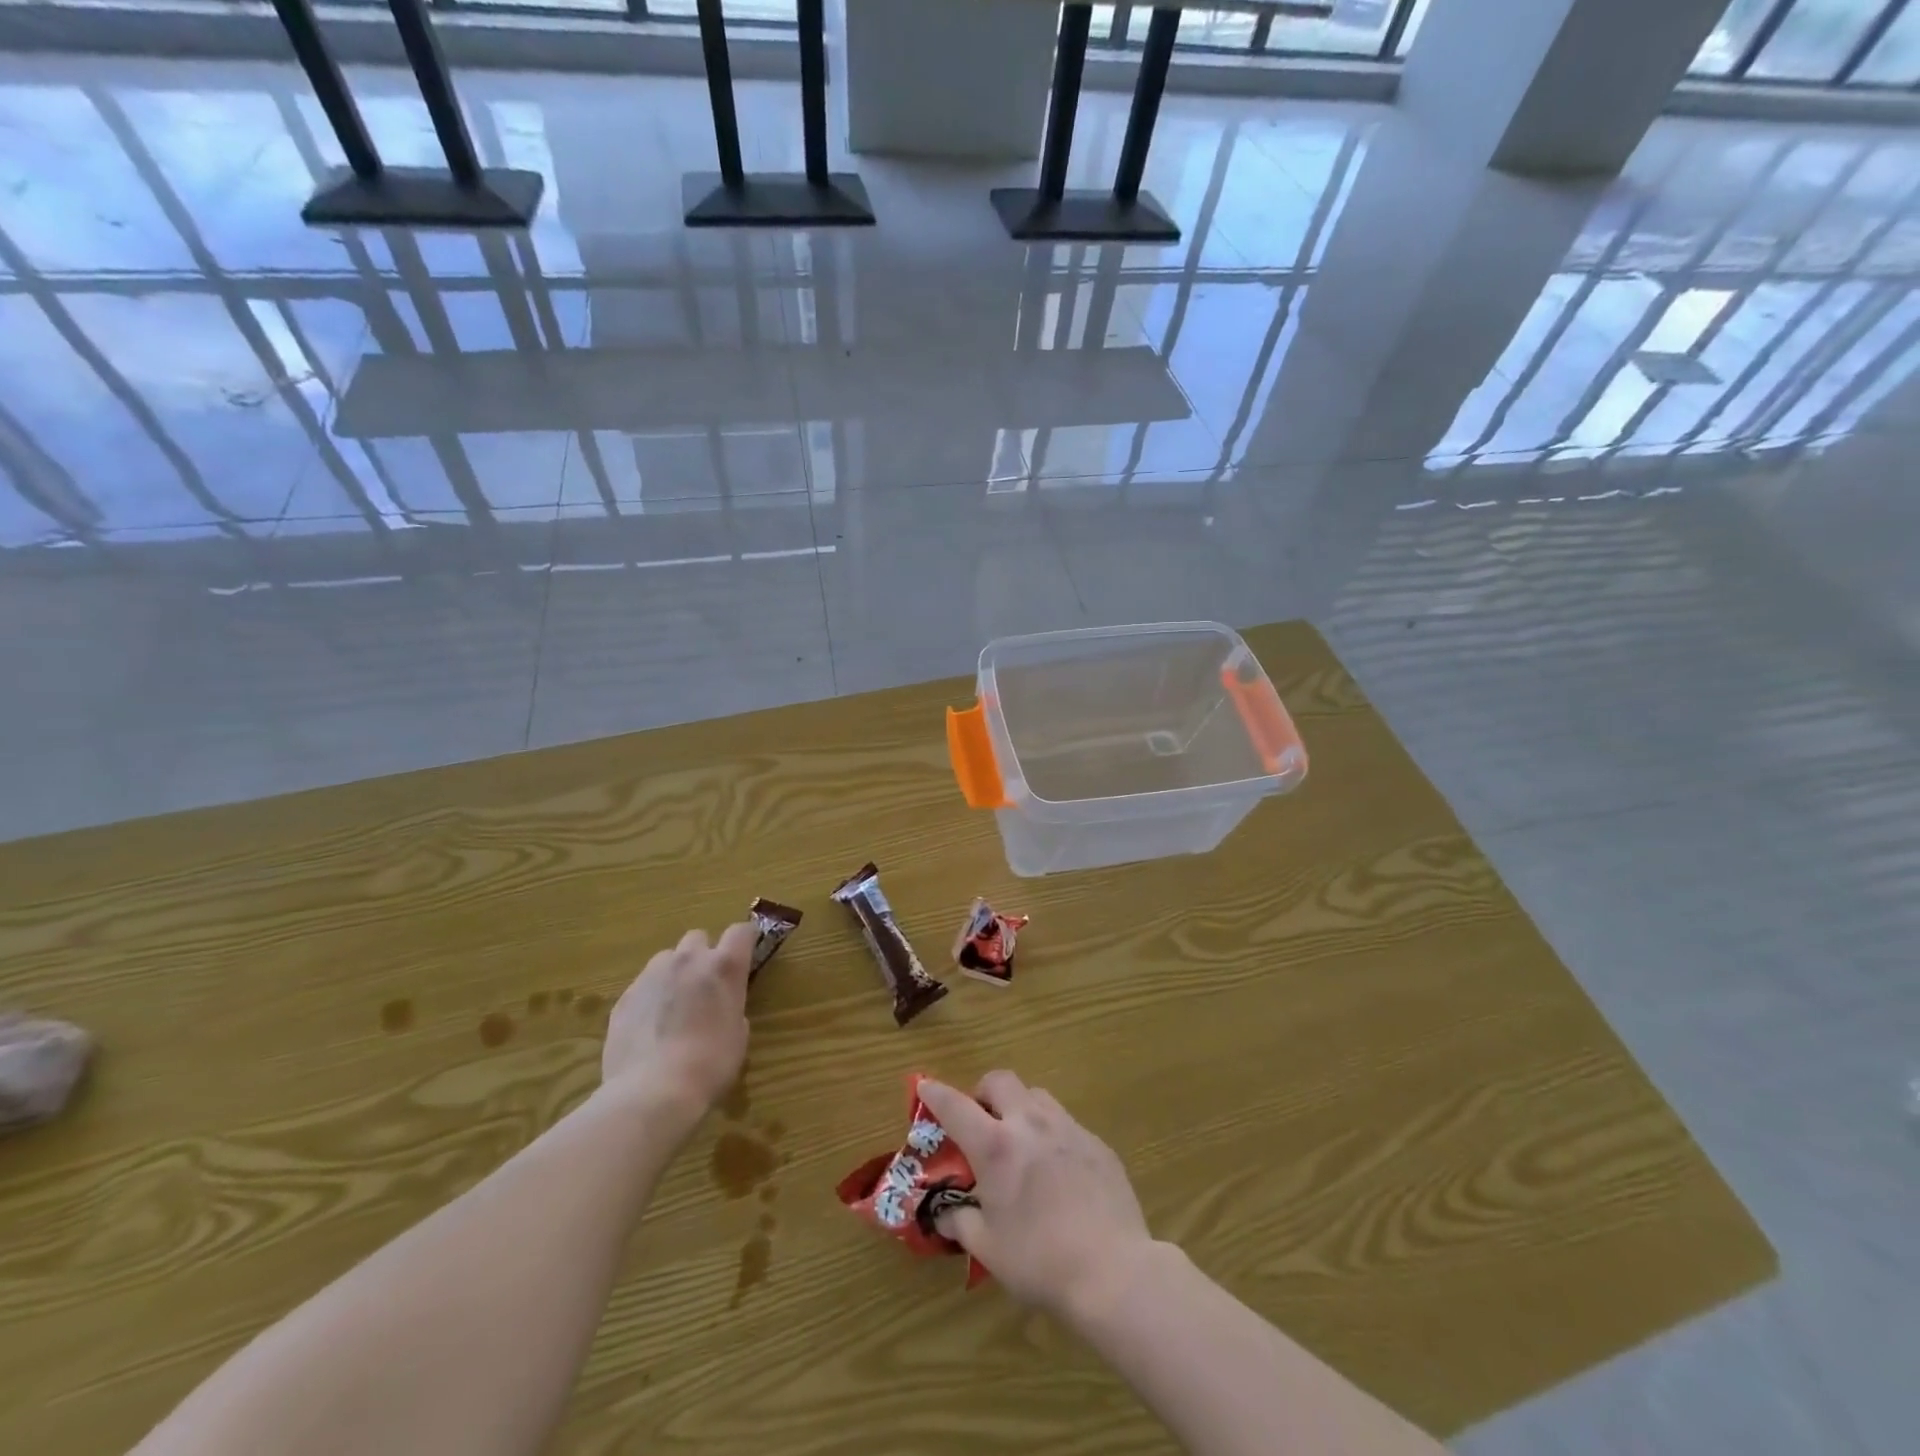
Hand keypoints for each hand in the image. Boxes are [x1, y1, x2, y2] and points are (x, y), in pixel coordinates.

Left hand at [600, 924, 755, 1123]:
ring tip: (673, 1006)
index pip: (741, 931)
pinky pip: (642, 986)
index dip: (745, 939)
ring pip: (667, 959)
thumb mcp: (738, 1036)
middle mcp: (688, 960)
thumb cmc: (710, 1065)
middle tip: (704, 985)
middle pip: (698, 938)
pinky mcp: (624, 997)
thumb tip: (720, 1008)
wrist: (652, 1092)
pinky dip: (650, 998)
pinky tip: (649, 1029)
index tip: (746, 952)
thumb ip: (731, 1008)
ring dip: (674, 973)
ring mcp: (652, 975)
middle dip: (703, 955)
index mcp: (724, 967)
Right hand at [919, 1073, 1153, 1323]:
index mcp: (996, 1147)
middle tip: (981, 1121)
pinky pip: (1066, 1123)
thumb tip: (943, 1214)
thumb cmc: (1040, 1261)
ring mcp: (1068, 1128)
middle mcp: (1030, 1124)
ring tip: (1020, 1141)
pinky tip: (1057, 1171)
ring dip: (1019, 1107)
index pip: (955, 1106)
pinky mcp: (1097, 1143)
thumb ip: (960, 1223)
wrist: (1113, 1270)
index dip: (935, 1093)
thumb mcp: (987, 1248)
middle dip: (984, 1092)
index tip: (924, 1086)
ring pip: (1036, 1095)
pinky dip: (1052, 1134)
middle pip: (1001, 1081)